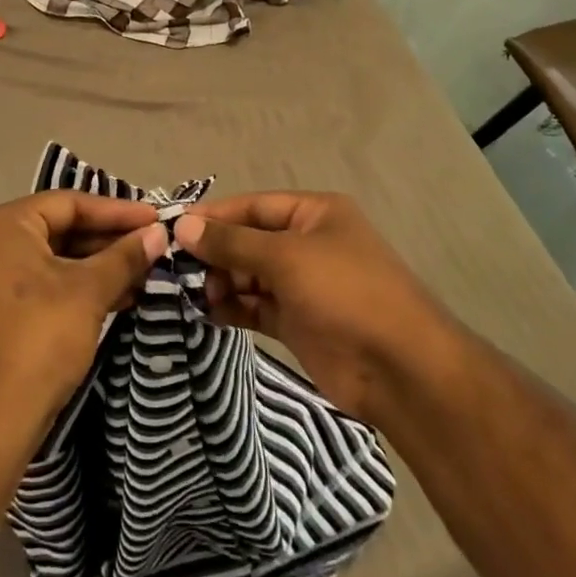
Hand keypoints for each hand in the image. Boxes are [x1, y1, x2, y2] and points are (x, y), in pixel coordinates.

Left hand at [0, 192, 165, 445]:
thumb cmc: (38, 340)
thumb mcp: (88, 292)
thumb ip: (124, 257)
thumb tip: (158, 233)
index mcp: (2, 224)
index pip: (69, 203)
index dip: (117, 211)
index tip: (156, 218)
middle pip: (59, 228)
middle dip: (108, 240)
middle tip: (152, 245)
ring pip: (51, 258)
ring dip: (96, 266)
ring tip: (143, 273)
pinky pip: (39, 283)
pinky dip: (74, 287)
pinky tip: (116, 297)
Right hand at [173, 193, 448, 422]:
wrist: (400, 370)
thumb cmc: (345, 292)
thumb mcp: (286, 257)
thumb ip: (232, 242)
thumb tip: (184, 225)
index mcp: (315, 213)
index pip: (254, 205)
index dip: (215, 215)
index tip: (174, 226)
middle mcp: (308, 244)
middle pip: (250, 240)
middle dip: (216, 252)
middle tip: (177, 266)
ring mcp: (304, 286)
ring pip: (250, 275)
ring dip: (222, 281)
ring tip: (194, 293)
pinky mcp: (298, 323)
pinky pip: (256, 306)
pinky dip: (233, 307)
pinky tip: (208, 312)